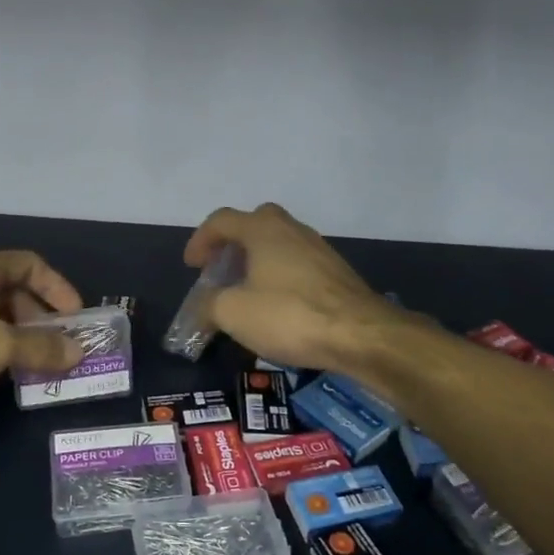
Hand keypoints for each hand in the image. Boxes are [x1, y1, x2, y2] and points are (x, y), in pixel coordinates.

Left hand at [0, 249, 86, 403]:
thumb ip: (42, 348)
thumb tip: (78, 352)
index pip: (32, 265)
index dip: (58, 288)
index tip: (75, 317)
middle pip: (14, 289)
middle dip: (41, 318)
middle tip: (58, 346)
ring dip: (20, 334)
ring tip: (36, 362)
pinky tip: (2, 369)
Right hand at [183, 203, 403, 372]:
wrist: (361, 334)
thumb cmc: (289, 315)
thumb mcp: (233, 313)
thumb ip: (208, 304)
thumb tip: (202, 306)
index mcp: (262, 230)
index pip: (222, 220)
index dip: (201, 240)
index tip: (192, 266)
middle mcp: (291, 230)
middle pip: (254, 223)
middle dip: (232, 244)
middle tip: (220, 270)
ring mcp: (318, 249)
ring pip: (279, 244)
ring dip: (257, 260)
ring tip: (245, 291)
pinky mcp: (336, 272)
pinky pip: (297, 264)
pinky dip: (279, 276)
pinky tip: (277, 305)